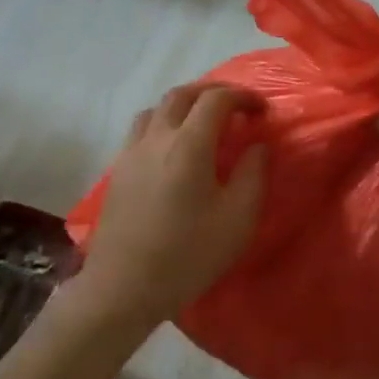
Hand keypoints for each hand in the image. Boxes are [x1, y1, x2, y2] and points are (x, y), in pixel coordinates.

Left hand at [79, 84, 267, 331]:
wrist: (124, 287)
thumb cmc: (187, 255)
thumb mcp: (237, 219)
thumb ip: (253, 174)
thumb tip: (258, 145)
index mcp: (188, 144)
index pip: (216, 100)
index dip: (243, 96)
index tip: (261, 110)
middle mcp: (156, 138)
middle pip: (182, 94)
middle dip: (212, 92)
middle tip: (235, 107)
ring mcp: (131, 152)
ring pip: (156, 109)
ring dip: (183, 105)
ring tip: (202, 123)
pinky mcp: (117, 170)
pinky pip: (141, 130)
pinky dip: (163, 124)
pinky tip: (173, 149)